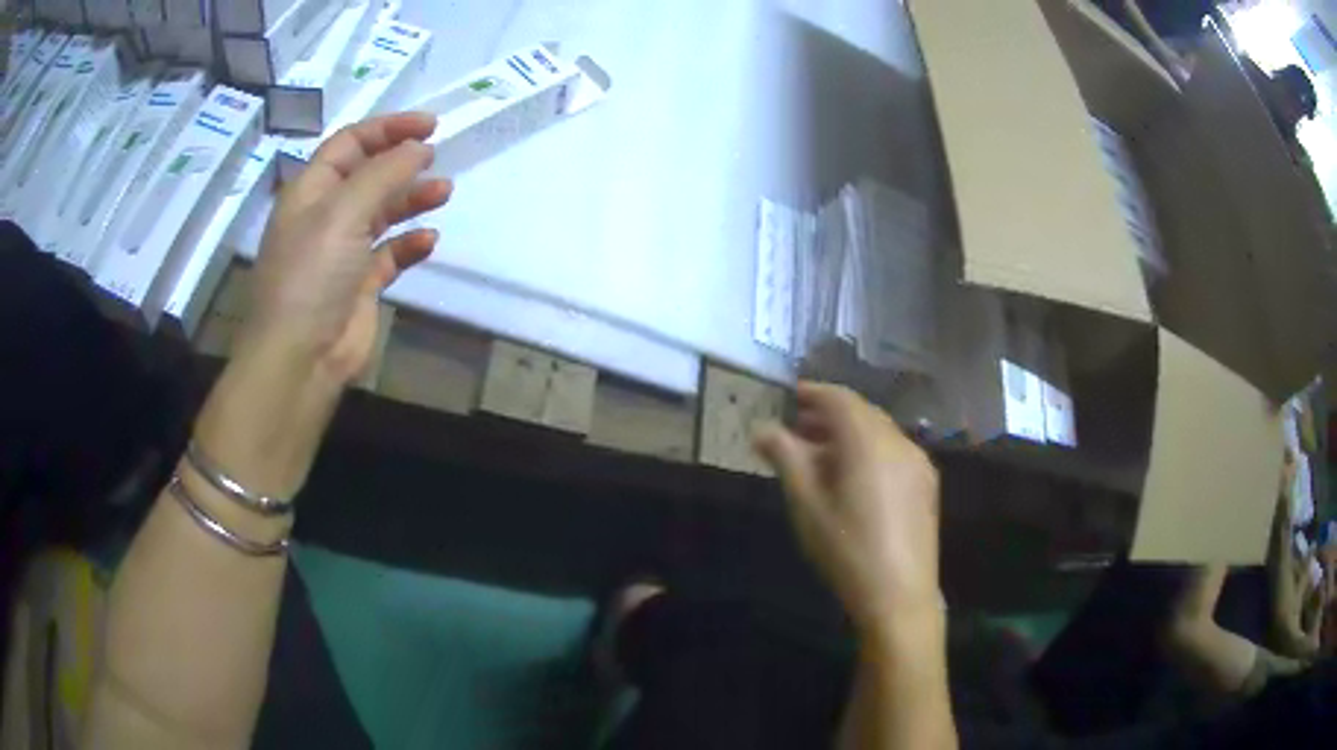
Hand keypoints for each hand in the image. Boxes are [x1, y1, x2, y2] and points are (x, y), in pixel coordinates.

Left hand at [241, 112, 452, 383]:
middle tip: (438, 155)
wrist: (300, 357)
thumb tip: (419, 148)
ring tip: (443, 193)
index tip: (429, 126)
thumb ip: (384, 173)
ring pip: (382, 212)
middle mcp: (325, 216)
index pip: (349, 143)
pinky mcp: (360, 285)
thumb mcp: (343, 211)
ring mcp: (342, 252)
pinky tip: (429, 240)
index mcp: (310, 191)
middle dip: (402, 162)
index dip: (387, 128)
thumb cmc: (311, 274)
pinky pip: (390, 254)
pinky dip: (410, 244)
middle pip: (367, 175)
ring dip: (411, 198)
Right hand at [754, 382, 940, 634]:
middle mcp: (899, 442)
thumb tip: (762, 429)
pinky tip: (853, 477)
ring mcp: (918, 463)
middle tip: (799, 428)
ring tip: (820, 455)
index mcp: (869, 443)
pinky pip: (894, 451)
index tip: (790, 396)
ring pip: (880, 432)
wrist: (899, 595)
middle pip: (862, 413)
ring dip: (850, 433)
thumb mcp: (807, 505)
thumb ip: (786, 458)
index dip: (814, 393)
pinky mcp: (926, 484)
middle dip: (830, 414)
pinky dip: (870, 450)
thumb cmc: (846, 550)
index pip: (840, 399)